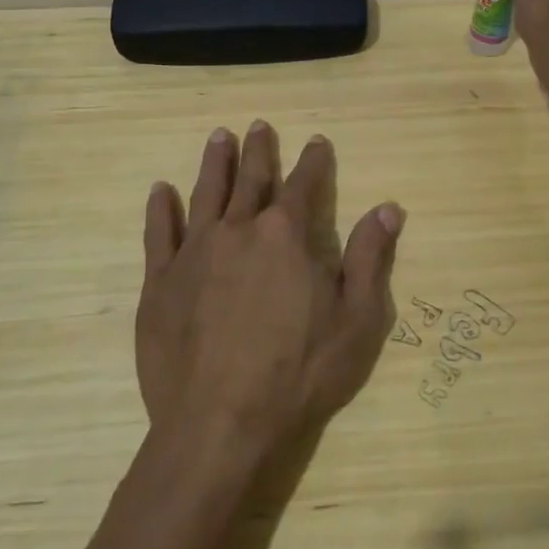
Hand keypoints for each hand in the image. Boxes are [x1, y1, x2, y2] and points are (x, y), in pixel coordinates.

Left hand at [135, 121, 403, 458]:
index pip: (304, 184)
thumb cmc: (299, 372)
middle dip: (259, 150)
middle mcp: (239, 230)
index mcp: (286, 235)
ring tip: (219, 137)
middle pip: (251, 179)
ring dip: (215, 163)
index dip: (313, 161)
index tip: (317, 141)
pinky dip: (161, 208)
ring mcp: (195, 253)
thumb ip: (371, 258)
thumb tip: (388, 208)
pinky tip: (161, 191)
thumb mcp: (357, 319)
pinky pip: (160, 233)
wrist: (220, 423)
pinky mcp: (161, 282)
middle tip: (258, 125)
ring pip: (206, 194)